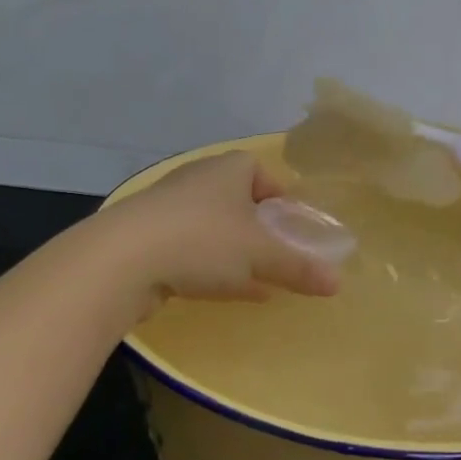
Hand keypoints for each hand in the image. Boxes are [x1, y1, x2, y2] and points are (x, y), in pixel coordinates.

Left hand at [94, 151, 343, 315]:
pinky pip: (188, 247)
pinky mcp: (145, 236)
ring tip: (254, 279)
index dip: (280, 197)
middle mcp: (198, 179)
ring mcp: (167, 207)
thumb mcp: (260, 256)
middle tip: (276, 254)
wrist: (121, 260)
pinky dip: (208, 265)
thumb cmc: (203, 241)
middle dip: (258, 227)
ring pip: (212, 226)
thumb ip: (299, 268)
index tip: (292, 227)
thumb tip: (338, 284)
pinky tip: (221, 290)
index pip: (261, 171)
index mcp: (229, 169)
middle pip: (237, 200)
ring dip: (234, 249)